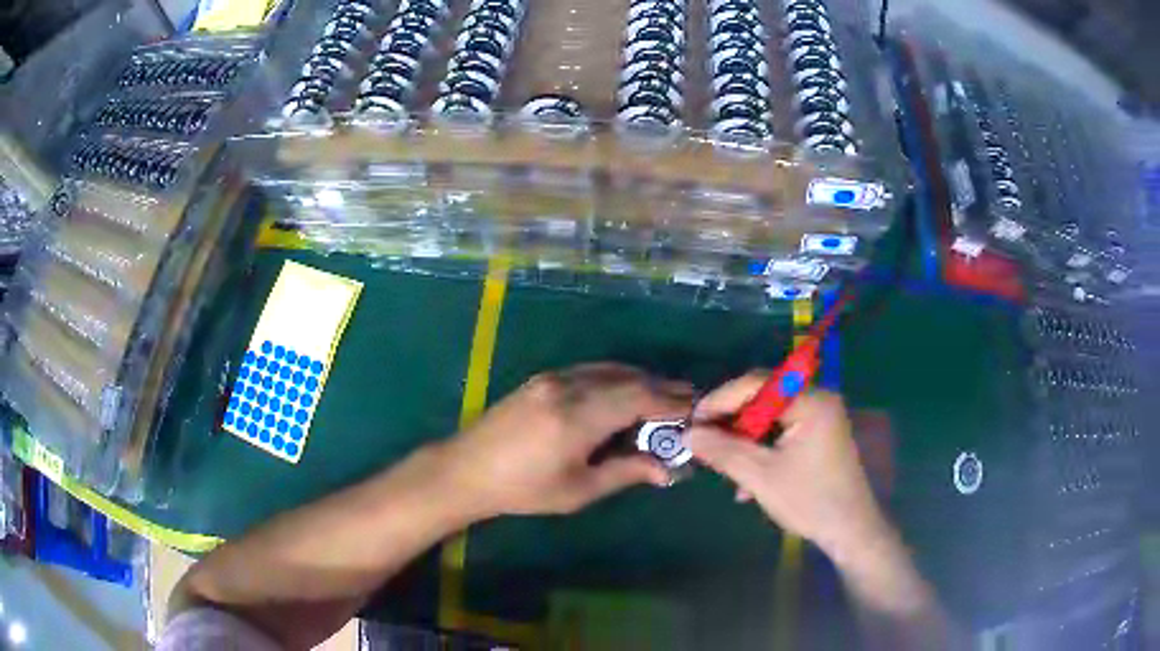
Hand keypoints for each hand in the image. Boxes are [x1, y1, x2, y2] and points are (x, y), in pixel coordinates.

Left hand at [435, 363, 691, 517]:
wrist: (467, 469)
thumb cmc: (523, 490)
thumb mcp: (578, 489)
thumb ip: (625, 472)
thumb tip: (666, 469)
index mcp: (578, 417)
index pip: (638, 398)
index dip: (670, 401)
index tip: (695, 408)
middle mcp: (568, 387)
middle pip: (627, 379)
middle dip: (660, 388)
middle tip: (686, 401)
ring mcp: (553, 379)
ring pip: (609, 370)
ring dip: (639, 381)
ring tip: (661, 398)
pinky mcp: (542, 379)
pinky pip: (590, 371)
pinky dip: (615, 379)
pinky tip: (623, 395)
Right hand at [685, 373, 891, 558]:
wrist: (849, 530)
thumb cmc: (809, 500)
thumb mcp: (761, 477)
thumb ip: (723, 451)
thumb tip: (688, 434)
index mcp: (811, 401)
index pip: (758, 384)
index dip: (721, 399)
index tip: (693, 421)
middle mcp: (818, 400)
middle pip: (763, 399)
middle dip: (732, 422)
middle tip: (703, 441)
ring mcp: (820, 418)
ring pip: (770, 418)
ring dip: (744, 441)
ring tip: (721, 463)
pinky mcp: (818, 436)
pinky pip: (781, 432)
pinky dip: (761, 450)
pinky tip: (746, 481)